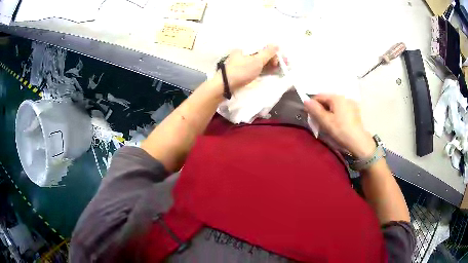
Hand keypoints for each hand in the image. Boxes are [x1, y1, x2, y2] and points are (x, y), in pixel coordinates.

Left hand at [221, 45, 279, 90]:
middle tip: (278, 67)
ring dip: (267, 65)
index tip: (278, 62)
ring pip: (257, 62)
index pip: (262, 48)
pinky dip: (261, 69)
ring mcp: (240, 63)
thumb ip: (267, 52)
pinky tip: (266, 72)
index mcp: (245, 48)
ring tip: (274, 70)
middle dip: (270, 59)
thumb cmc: (241, 71)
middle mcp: (242, 54)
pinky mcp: (240, 72)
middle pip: (260, 54)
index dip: (272, 54)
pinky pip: (253, 68)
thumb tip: (276, 44)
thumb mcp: (256, 61)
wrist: (224, 86)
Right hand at [304, 94, 375, 158]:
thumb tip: (305, 100)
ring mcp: (351, 104)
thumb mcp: (325, 121)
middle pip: (327, 100)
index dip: (312, 105)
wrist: (359, 142)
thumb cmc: (341, 130)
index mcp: (336, 97)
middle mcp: (344, 97)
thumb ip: (315, 110)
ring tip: (327, 123)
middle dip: (321, 108)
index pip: (319, 96)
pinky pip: (341, 109)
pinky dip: (336, 114)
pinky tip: (337, 123)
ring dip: (328, 111)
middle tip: (318, 121)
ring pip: (334, 105)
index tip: (310, 116)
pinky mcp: (355, 111)